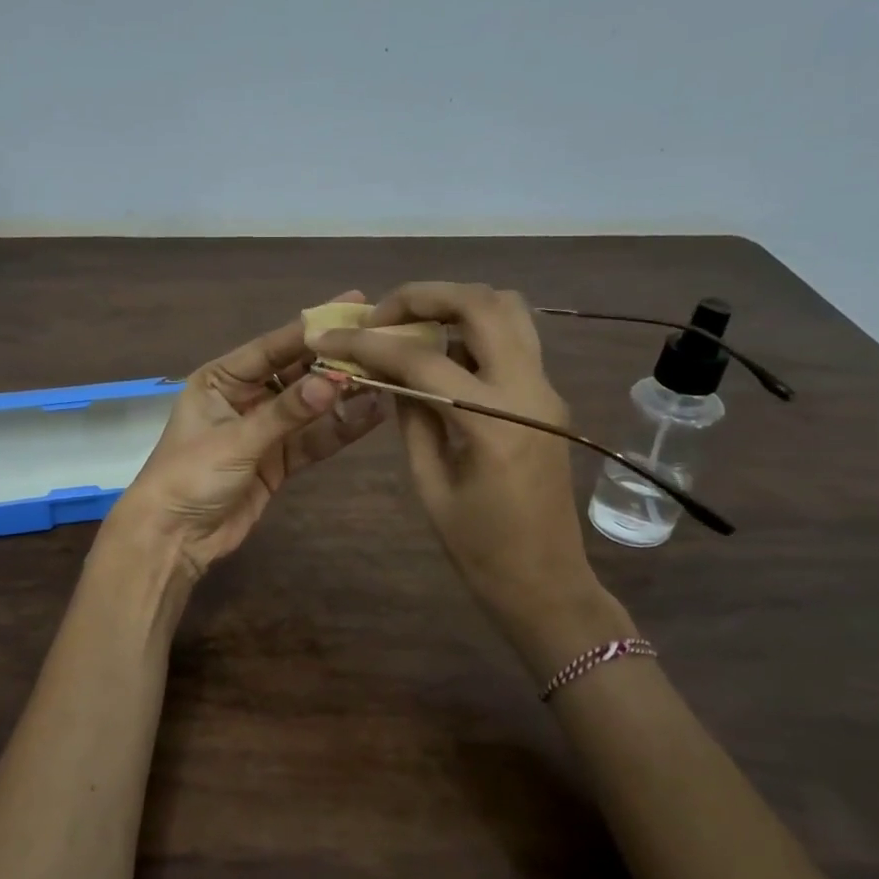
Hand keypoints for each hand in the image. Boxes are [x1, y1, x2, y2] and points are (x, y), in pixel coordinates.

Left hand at [113, 292, 386, 581]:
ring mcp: (263, 430)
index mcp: (221, 379)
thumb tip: (335, 380)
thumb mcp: (236, 440)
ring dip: (343, 396)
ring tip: (386, 378)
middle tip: (379, 341)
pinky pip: (312, 439)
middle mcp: (244, 397)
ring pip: (309, 407)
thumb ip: (286, 413)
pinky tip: (372, 414)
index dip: (311, 328)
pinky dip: (338, 429)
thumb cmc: (190, 476)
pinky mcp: (277, 461)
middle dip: (334, 361)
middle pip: (296, 373)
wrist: (173, 538)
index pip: (272, 347)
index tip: (352, 305)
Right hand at [311, 282, 629, 661]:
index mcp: (494, 423)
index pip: (422, 361)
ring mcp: (546, 389)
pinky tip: (439, 352)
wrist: (546, 582)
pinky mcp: (548, 396)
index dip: (370, 344)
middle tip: (380, 315)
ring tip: (410, 325)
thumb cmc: (480, 549)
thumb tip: (390, 375)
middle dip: (423, 296)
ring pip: (508, 310)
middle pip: (482, 304)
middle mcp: (529, 391)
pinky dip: (473, 329)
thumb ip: (412, 419)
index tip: (331, 338)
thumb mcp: (430, 485)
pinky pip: (513, 339)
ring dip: (455, 304)